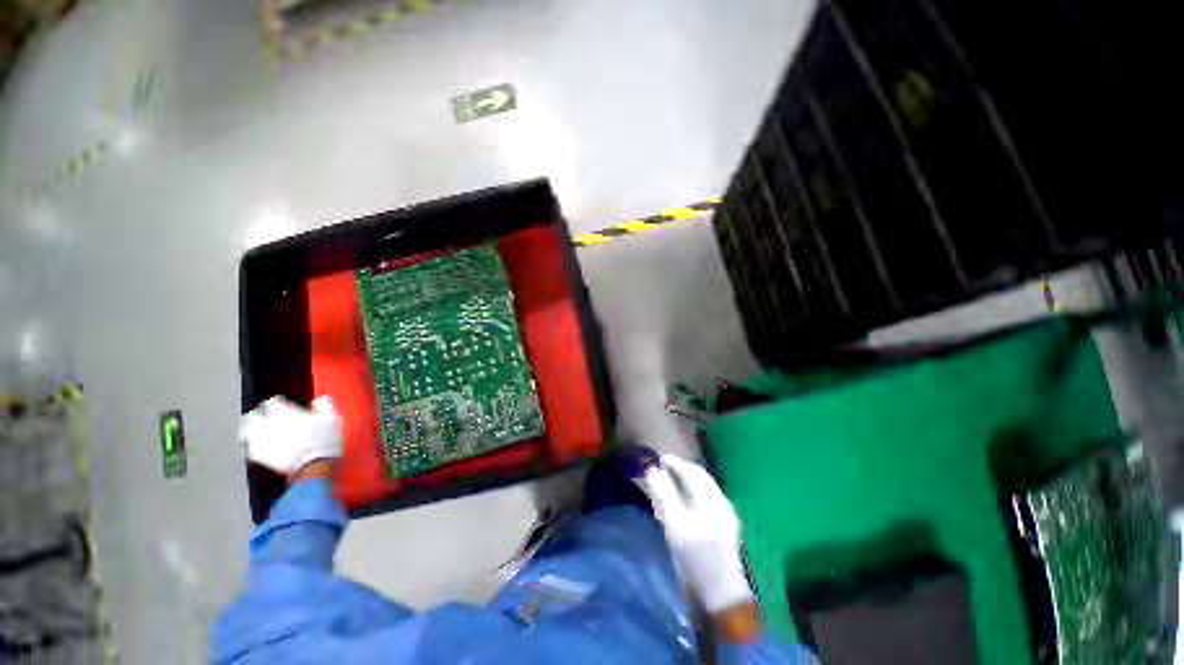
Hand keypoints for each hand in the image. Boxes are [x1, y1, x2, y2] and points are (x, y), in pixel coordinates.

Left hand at [239, 396, 342, 476]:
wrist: (314, 466)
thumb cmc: (324, 441)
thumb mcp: (331, 420)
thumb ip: (324, 406)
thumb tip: (320, 399)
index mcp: (287, 414)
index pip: (272, 403)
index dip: (275, 401)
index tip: (278, 402)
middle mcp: (271, 426)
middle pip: (252, 417)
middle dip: (255, 415)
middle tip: (259, 415)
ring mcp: (265, 442)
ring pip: (247, 433)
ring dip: (249, 430)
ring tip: (252, 430)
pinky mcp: (262, 457)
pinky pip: (250, 450)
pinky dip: (252, 447)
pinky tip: (256, 447)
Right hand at [635, 455, 753, 616]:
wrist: (718, 597)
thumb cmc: (696, 559)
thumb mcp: (675, 525)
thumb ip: (663, 494)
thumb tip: (652, 469)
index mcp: (712, 499)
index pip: (692, 471)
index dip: (673, 463)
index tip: (656, 460)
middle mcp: (720, 503)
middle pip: (698, 477)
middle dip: (678, 470)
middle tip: (659, 470)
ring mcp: (723, 516)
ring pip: (700, 488)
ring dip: (682, 482)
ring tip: (665, 484)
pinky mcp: (721, 528)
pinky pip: (702, 501)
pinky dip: (688, 495)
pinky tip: (677, 504)